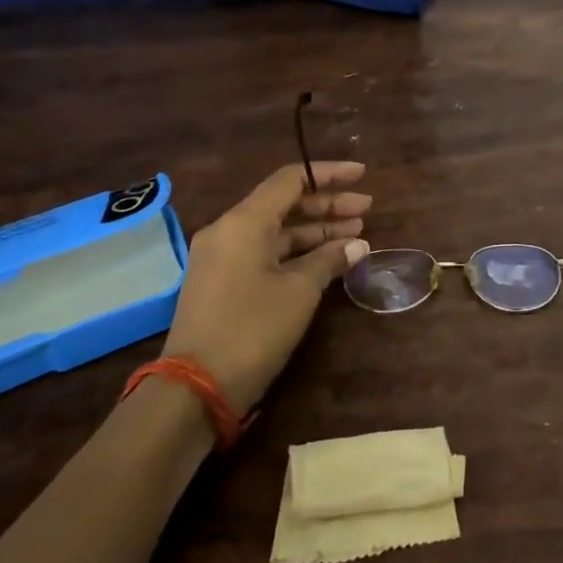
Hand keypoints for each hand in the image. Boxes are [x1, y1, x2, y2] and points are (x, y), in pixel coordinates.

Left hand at [160, 162, 371, 412]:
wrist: (196, 388)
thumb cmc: (252, 329)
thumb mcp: (299, 292)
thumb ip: (329, 260)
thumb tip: (357, 244)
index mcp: (244, 222)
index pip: (290, 180)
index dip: (329, 173)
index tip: (362, 175)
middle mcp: (229, 230)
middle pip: (284, 203)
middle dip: (327, 204)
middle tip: (366, 210)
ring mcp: (222, 257)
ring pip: (276, 230)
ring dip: (315, 230)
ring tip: (355, 234)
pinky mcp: (222, 281)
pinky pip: (265, 252)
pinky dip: (297, 251)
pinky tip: (327, 259)